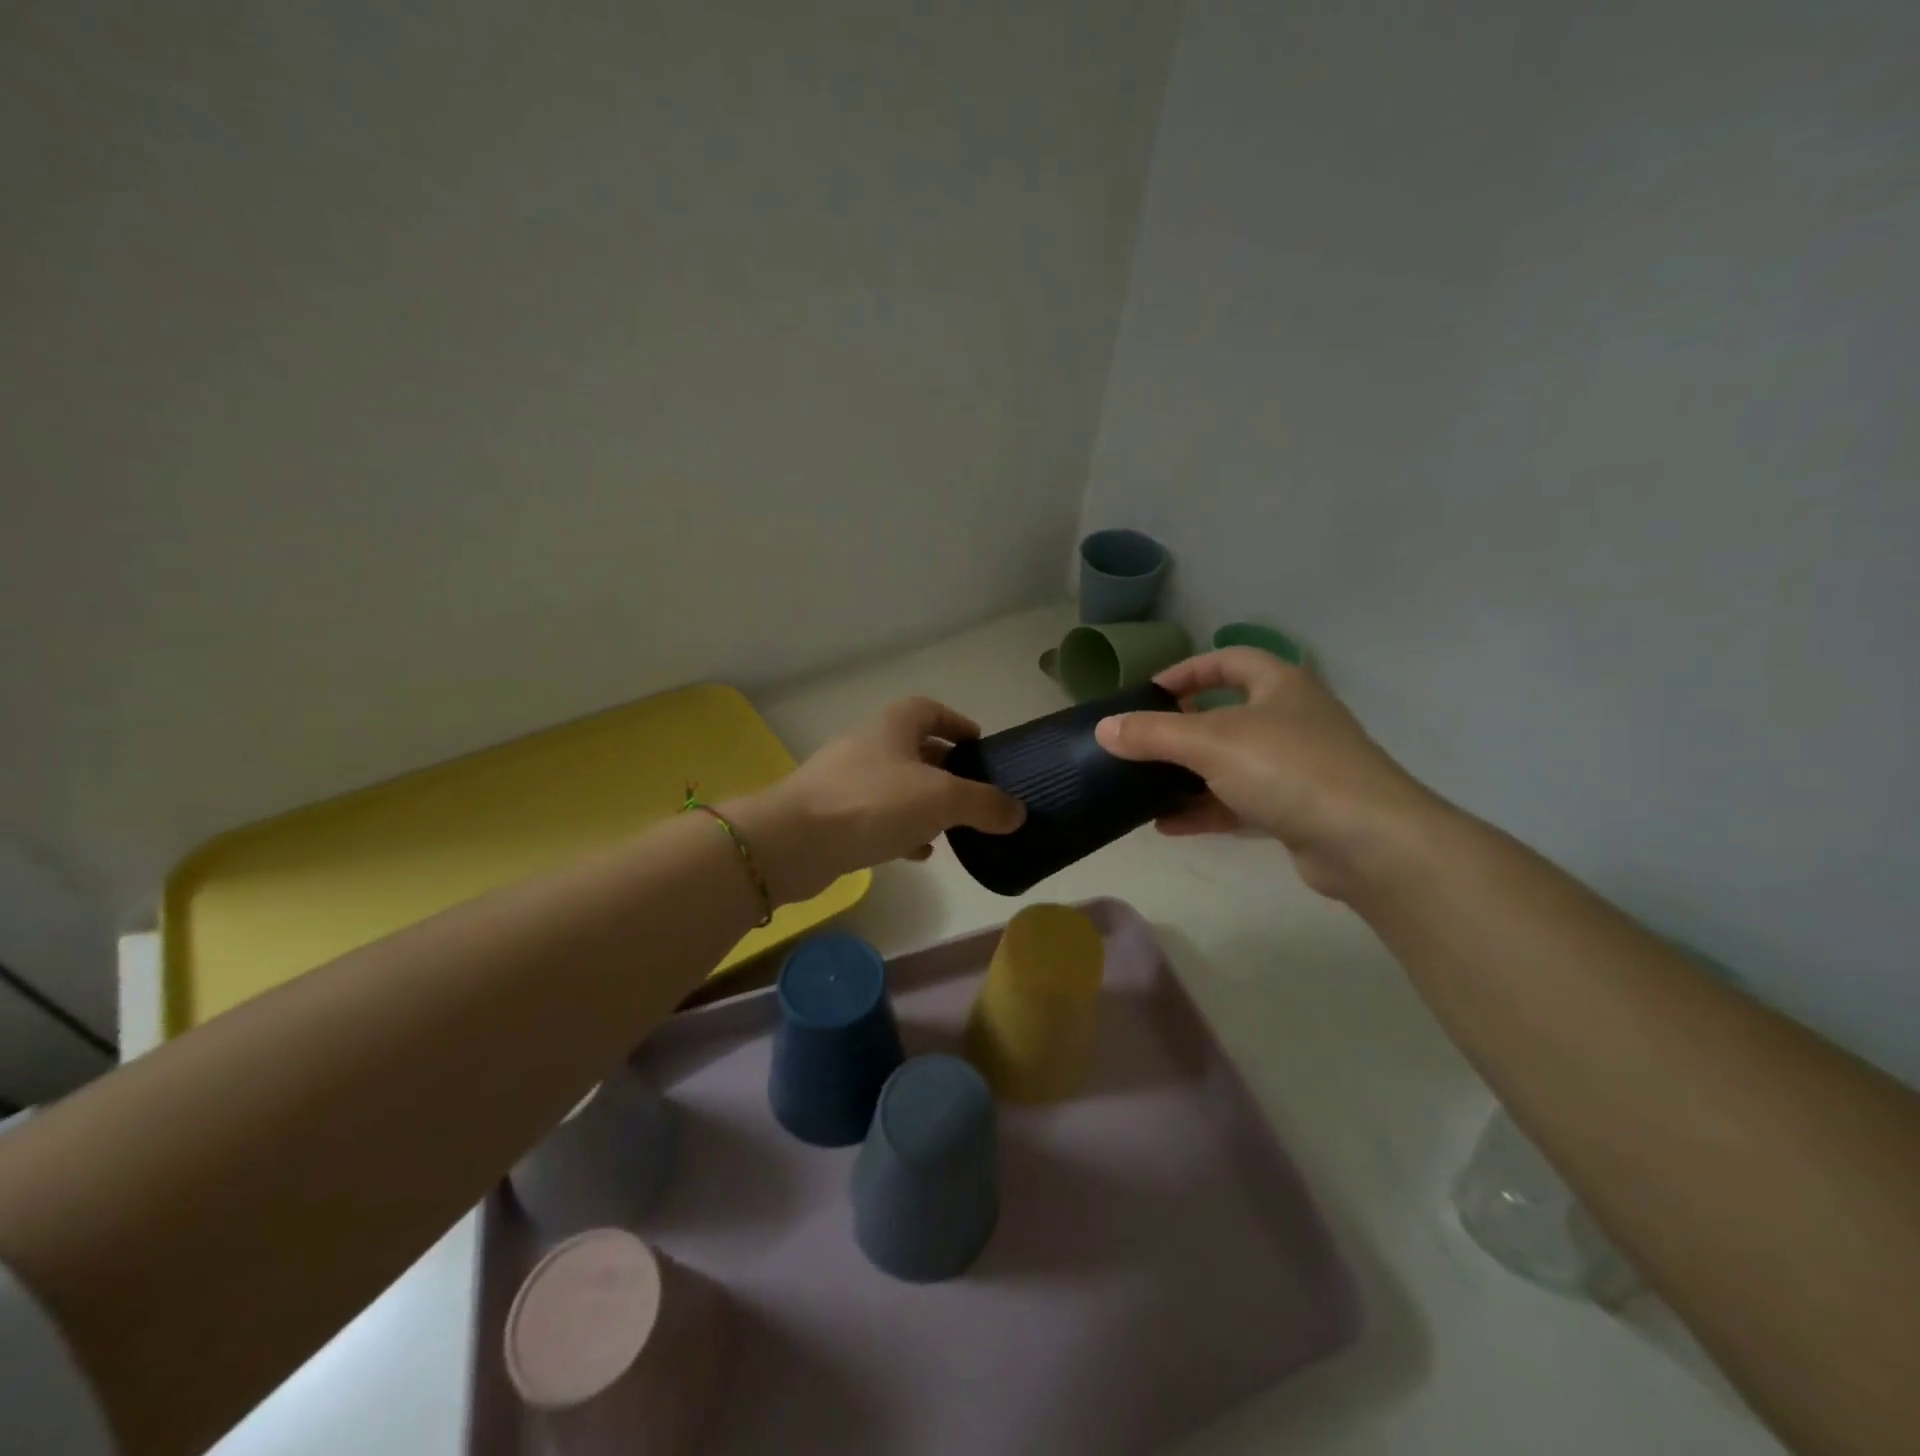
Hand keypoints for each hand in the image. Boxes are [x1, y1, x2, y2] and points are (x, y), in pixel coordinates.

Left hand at [728, 697, 1024, 902]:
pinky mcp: (832, 816)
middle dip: (945, 768)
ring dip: (923, 802)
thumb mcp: (941, 799)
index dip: (957, 723)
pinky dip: (901, 829)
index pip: (930, 710)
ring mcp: (845, 781)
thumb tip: (1018, 812)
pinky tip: (918, 852)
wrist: (792, 842)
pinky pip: (876, 817)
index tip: (979, 745)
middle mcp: (868, 745)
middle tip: (973, 792)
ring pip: (895, 785)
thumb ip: (984, 803)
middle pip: (914, 748)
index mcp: (893, 726)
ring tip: (952, 826)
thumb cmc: (872, 803)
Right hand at [1093, 649, 1441, 900]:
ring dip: (1188, 776)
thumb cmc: (1289, 769)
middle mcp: (1290, 720)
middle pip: (1225, 715)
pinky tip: (1167, 825)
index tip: (1148, 692)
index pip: (1228, 660)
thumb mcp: (1211, 743)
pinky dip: (1204, 810)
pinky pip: (1239, 803)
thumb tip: (1103, 728)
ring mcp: (1296, 768)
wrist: (1368, 842)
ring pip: (1230, 764)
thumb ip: (1153, 734)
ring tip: (1143, 789)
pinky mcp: (1296, 810)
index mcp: (1280, 686)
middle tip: (1142, 744)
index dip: (1187, 670)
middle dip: (1181, 730)